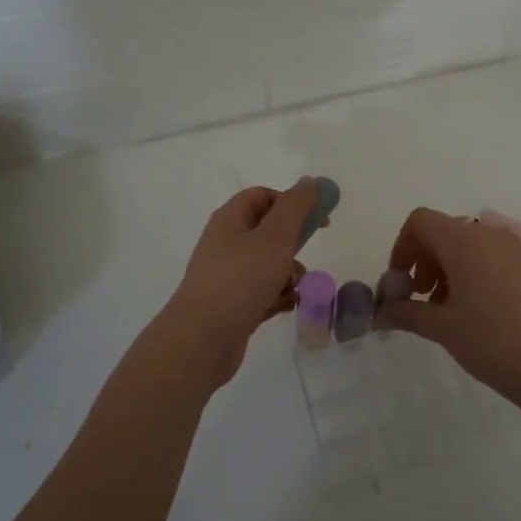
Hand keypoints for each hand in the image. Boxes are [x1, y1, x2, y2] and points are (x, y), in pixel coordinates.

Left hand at [149, 179, 316, 391]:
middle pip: (268, 232)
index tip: (318, 218)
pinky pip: (263, 292)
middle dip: (293, 243)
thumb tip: (309, 181)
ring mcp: (228, 276)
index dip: (291, 202)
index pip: (262, 196)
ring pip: (268, 264)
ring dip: (289, 274)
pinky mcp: (233, 305)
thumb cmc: (241, 280)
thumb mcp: (275, 236)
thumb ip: (296, 206)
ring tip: (294, 287)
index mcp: (230, 219)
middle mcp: (226, 243)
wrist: (202, 339)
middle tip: (305, 254)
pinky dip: (277, 297)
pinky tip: (284, 307)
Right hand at [375, 207, 520, 409]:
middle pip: (444, 232)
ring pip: (468, 246)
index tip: (400, 283)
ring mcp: (515, 250)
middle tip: (419, 299)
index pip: (420, 221)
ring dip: (447, 270)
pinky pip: (491, 259)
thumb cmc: (492, 340)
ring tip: (445, 311)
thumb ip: (407, 313)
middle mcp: (489, 235)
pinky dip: (472, 275)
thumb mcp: (442, 328)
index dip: (402, 248)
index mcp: (463, 240)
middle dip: (423, 261)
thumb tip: (381, 313)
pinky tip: (474, 314)